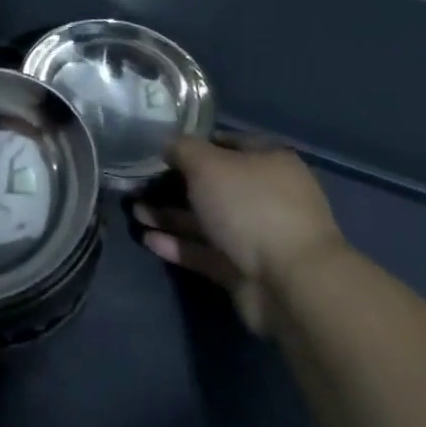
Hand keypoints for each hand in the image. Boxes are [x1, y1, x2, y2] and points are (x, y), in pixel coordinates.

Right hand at [134, 137, 346, 336]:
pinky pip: (205, 252)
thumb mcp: (208, 164)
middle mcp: (266, 195)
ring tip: (135, 211)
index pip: (227, 143)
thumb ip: (182, 149)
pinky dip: (178, 245)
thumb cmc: (251, 206)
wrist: (290, 284)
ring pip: (206, 220)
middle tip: (139, 183)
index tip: (160, 148)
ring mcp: (257, 235)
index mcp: (268, 161)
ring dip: (170, 215)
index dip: (194, 143)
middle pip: (213, 184)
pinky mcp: (244, 270)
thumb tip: (167, 144)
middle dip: (175, 184)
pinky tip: (148, 239)